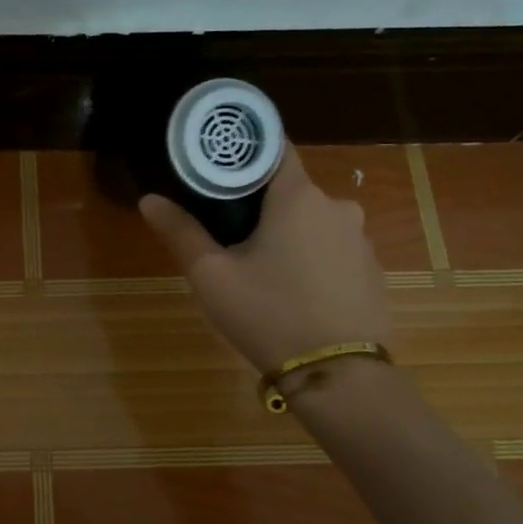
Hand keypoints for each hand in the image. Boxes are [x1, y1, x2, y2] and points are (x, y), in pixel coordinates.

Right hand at [140, 147, 390, 372]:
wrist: (338, 375)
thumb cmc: (268, 314)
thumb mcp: (211, 276)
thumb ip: (180, 232)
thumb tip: (149, 199)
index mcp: (298, 197)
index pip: (273, 148)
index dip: (244, 151)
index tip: (218, 164)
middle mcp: (337, 207)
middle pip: (290, 190)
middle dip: (259, 204)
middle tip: (227, 231)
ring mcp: (360, 240)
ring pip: (312, 222)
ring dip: (287, 234)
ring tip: (259, 268)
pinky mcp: (372, 271)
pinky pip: (333, 250)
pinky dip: (311, 258)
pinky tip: (294, 291)